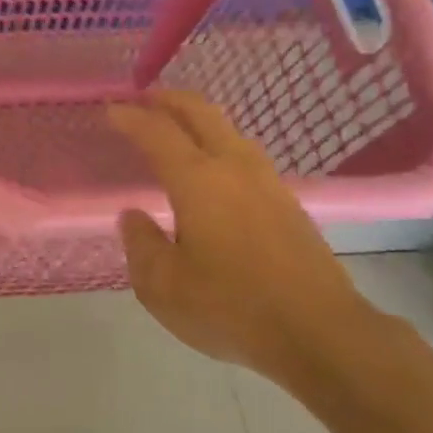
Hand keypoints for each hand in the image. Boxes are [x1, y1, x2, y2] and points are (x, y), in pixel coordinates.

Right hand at [108, 91, 374, 381]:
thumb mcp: (163, 286)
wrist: (322, 333)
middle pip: (201, 112)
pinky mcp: (288, 202)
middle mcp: (234, 168)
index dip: (130, 117)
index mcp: (198, 181)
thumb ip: (141, 244)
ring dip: (198, 119)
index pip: (157, 132)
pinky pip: (245, 153)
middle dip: (169, 99)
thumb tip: (134, 217)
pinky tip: (214, 168)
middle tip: (144, 98)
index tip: (111, 110)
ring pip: (229, 130)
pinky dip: (219, 142)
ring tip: (177, 128)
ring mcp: (267, 182)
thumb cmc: (232, 308)